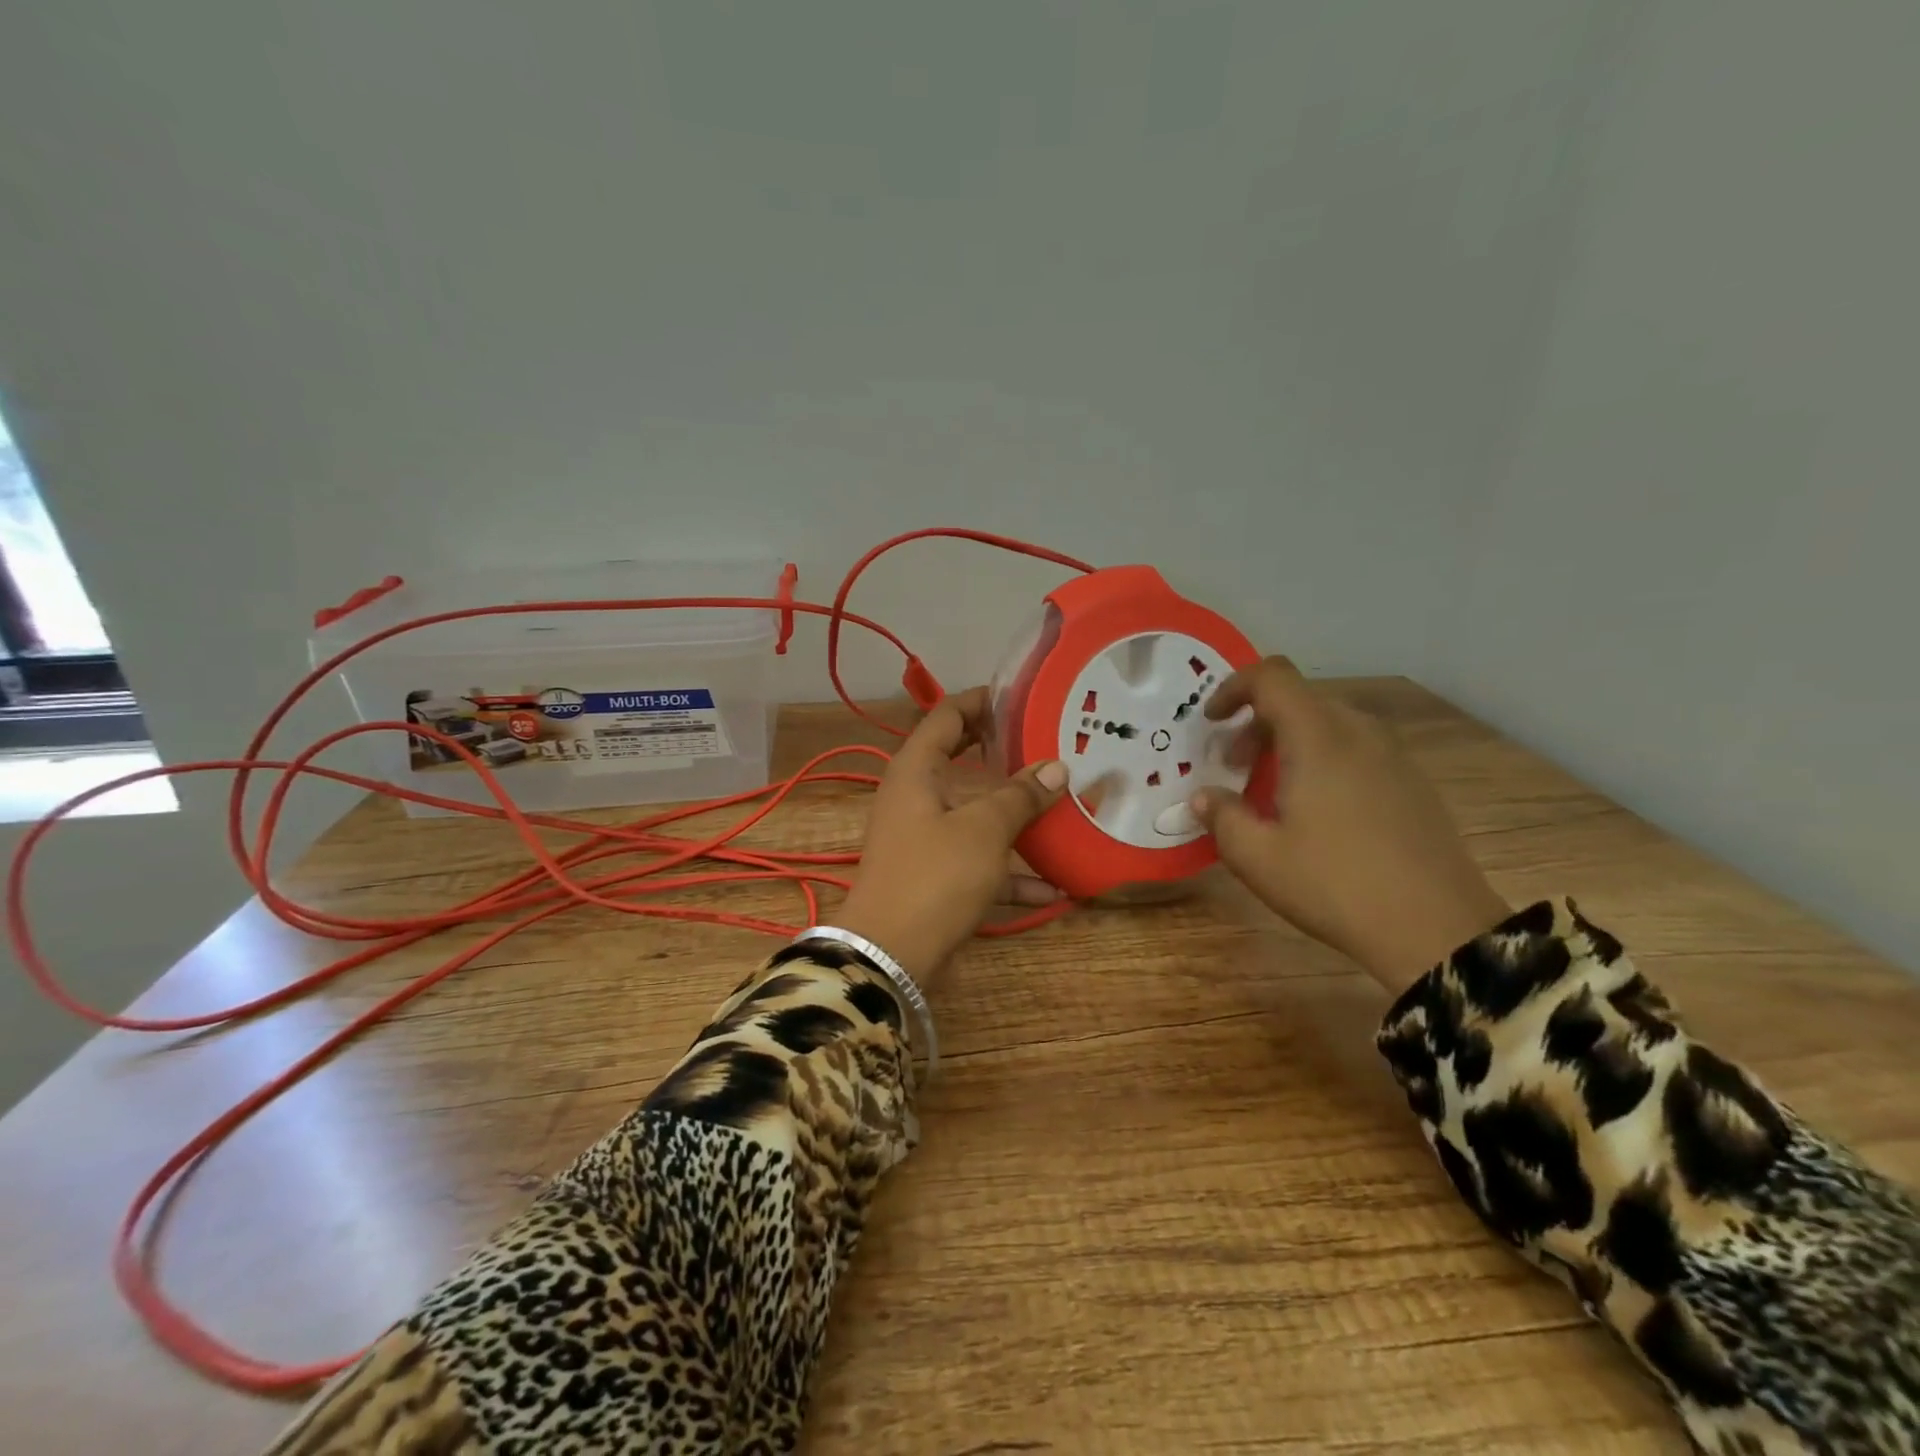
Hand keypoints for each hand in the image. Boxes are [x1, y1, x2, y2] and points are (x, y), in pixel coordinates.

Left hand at [837, 687, 1068, 987]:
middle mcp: (917, 797)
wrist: (891, 955)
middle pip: (963, 762)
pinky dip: (1011, 872)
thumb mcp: (983, 830)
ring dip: (1016, 818)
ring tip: (1065, 810)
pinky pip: (980, 862)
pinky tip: (1054, 888)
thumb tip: (1057, 768)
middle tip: (1049, 744)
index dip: (981, 701)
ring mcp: (925, 838)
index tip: (1022, 695)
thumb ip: (1020, 796)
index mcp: (916, 770)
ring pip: (976, 815)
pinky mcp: (937, 876)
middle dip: (1005, 755)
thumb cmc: (934, 876)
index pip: (946, 716)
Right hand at [1191, 657, 1508, 991]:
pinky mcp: (1412, 783)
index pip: (1272, 677)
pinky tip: (1317, 812)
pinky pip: (1356, 749)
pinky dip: (1322, 759)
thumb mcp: (1257, 857)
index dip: (1233, 688)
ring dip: (1289, 743)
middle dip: (1256, 724)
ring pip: (1329, 724)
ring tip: (1271, 791)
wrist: (1438, 929)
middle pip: (1299, 699)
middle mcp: (1358, 732)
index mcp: (1317, 737)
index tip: (1211, 722)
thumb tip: (1204, 796)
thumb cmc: (1335, 884)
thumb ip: (1221, 816)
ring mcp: (1392, 756)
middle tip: (1233, 768)